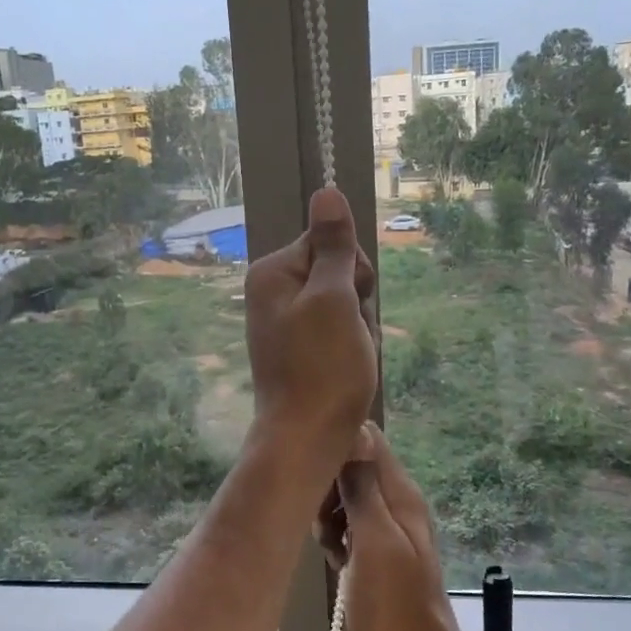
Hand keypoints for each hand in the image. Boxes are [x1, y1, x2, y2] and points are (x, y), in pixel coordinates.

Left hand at [244, 187, 378, 476]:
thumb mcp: (334, 299)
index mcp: (272, 273)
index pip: (329, 242)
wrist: (307, 438)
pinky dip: (350, 347)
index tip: (351, 302)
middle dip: (357, 302)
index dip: (353, 271)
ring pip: (343, 305)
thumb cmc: (323, 368)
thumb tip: (326, 191)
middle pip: (337, 273)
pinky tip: (348, 370)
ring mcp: (285, 322)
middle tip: (350, 336)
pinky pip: (336, 332)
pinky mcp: (298, 348)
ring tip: (350, 358)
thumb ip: (333, 246)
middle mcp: (272, 292)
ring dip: (358, 328)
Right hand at [322, 423, 464, 630]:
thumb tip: (356, 431)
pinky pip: (350, 525)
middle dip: (329, 487)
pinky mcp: (379, 548)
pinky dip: (338, 537)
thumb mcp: (374, 539)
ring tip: (331, 547)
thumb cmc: (392, 601)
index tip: (314, 474)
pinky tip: (337, 560)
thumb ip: (364, 487)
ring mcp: (390, 525)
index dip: (338, 447)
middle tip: (322, 523)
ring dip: (330, 516)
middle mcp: (397, 500)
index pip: (368, 438)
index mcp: (400, 492)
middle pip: (353, 467)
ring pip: (347, 497)